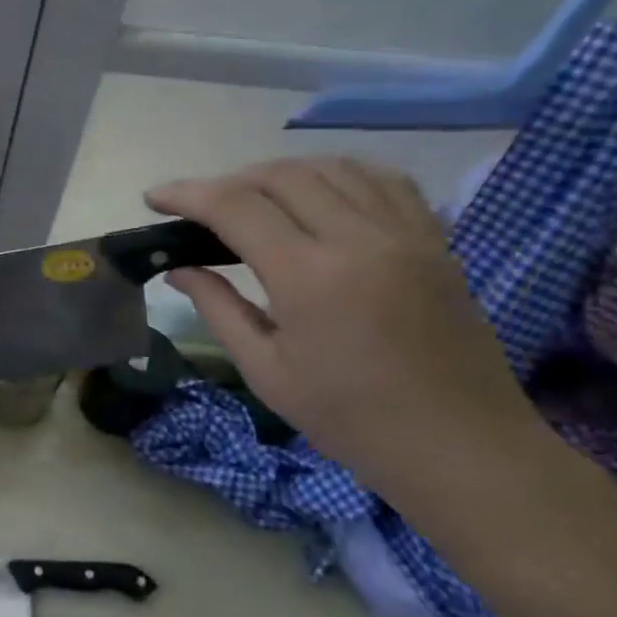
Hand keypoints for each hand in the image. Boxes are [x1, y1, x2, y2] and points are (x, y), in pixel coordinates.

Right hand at [148, 159, 549, 504]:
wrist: (461, 447)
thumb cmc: (351, 420)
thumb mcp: (266, 371)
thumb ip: (218, 308)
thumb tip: (177, 268)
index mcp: (309, 276)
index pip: (235, 206)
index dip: (187, 194)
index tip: (155, 198)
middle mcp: (358, 238)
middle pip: (281, 175)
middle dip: (229, 180)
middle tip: (201, 208)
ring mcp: (405, 234)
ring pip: (332, 168)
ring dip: (281, 172)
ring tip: (254, 197)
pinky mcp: (435, 241)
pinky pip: (383, 180)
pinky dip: (339, 175)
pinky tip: (320, 194)